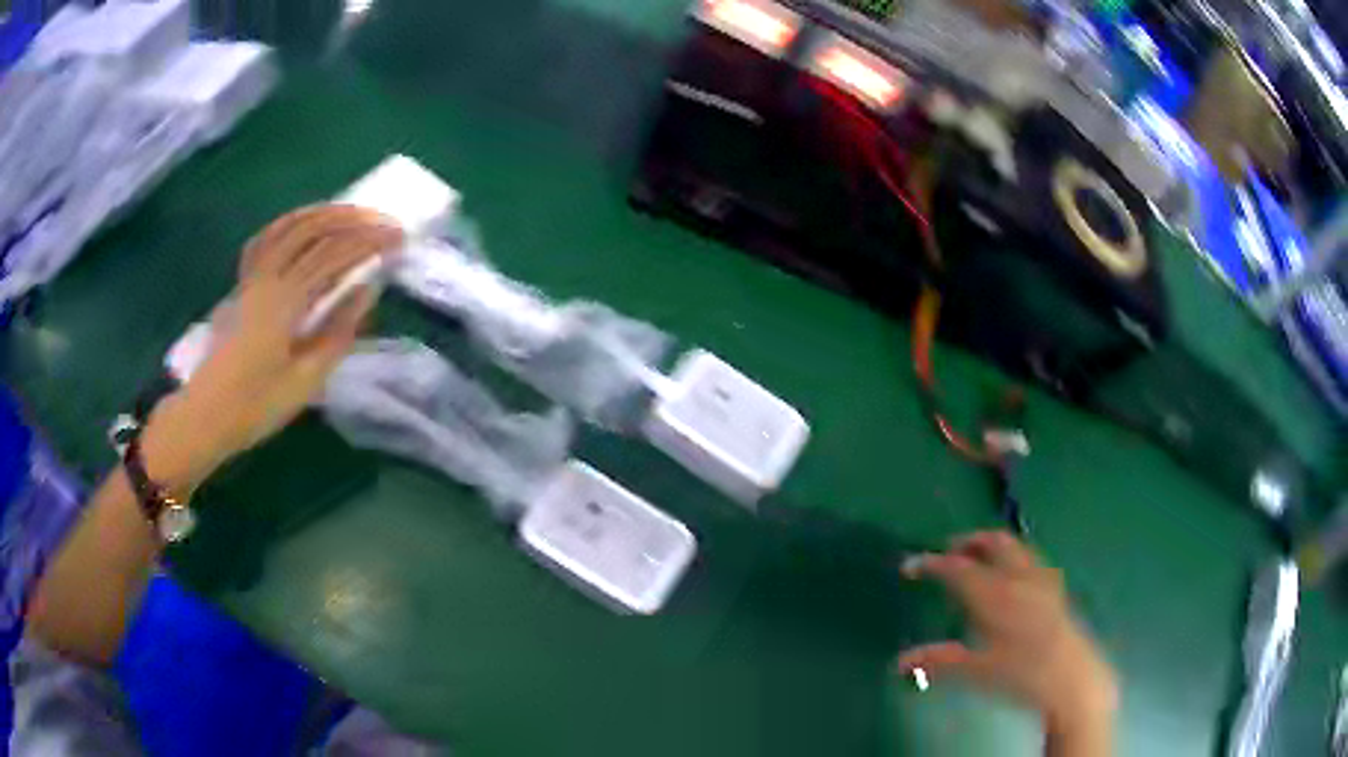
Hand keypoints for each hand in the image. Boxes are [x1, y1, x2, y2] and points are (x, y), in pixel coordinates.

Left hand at [144, 205, 402, 491]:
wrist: (206, 415)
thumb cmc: (256, 405)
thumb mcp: (304, 380)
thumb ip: (337, 333)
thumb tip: (366, 293)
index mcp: (284, 300)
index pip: (334, 254)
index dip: (369, 242)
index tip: (399, 241)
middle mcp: (267, 276)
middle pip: (312, 228)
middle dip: (353, 219)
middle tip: (382, 222)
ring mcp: (251, 277)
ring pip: (289, 226)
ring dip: (324, 214)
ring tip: (351, 215)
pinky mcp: (242, 285)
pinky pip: (265, 239)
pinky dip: (289, 224)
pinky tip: (302, 225)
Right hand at [897, 532, 1117, 745]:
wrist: (1072, 679)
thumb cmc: (1022, 675)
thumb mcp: (977, 671)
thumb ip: (939, 661)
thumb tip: (899, 662)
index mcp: (996, 594)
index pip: (958, 567)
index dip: (931, 563)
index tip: (910, 565)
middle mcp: (1020, 577)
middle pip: (993, 542)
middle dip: (968, 541)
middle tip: (947, 553)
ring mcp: (1042, 579)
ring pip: (1015, 546)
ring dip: (992, 545)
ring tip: (977, 560)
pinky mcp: (1057, 589)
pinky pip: (1030, 558)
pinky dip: (1012, 556)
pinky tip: (1011, 578)